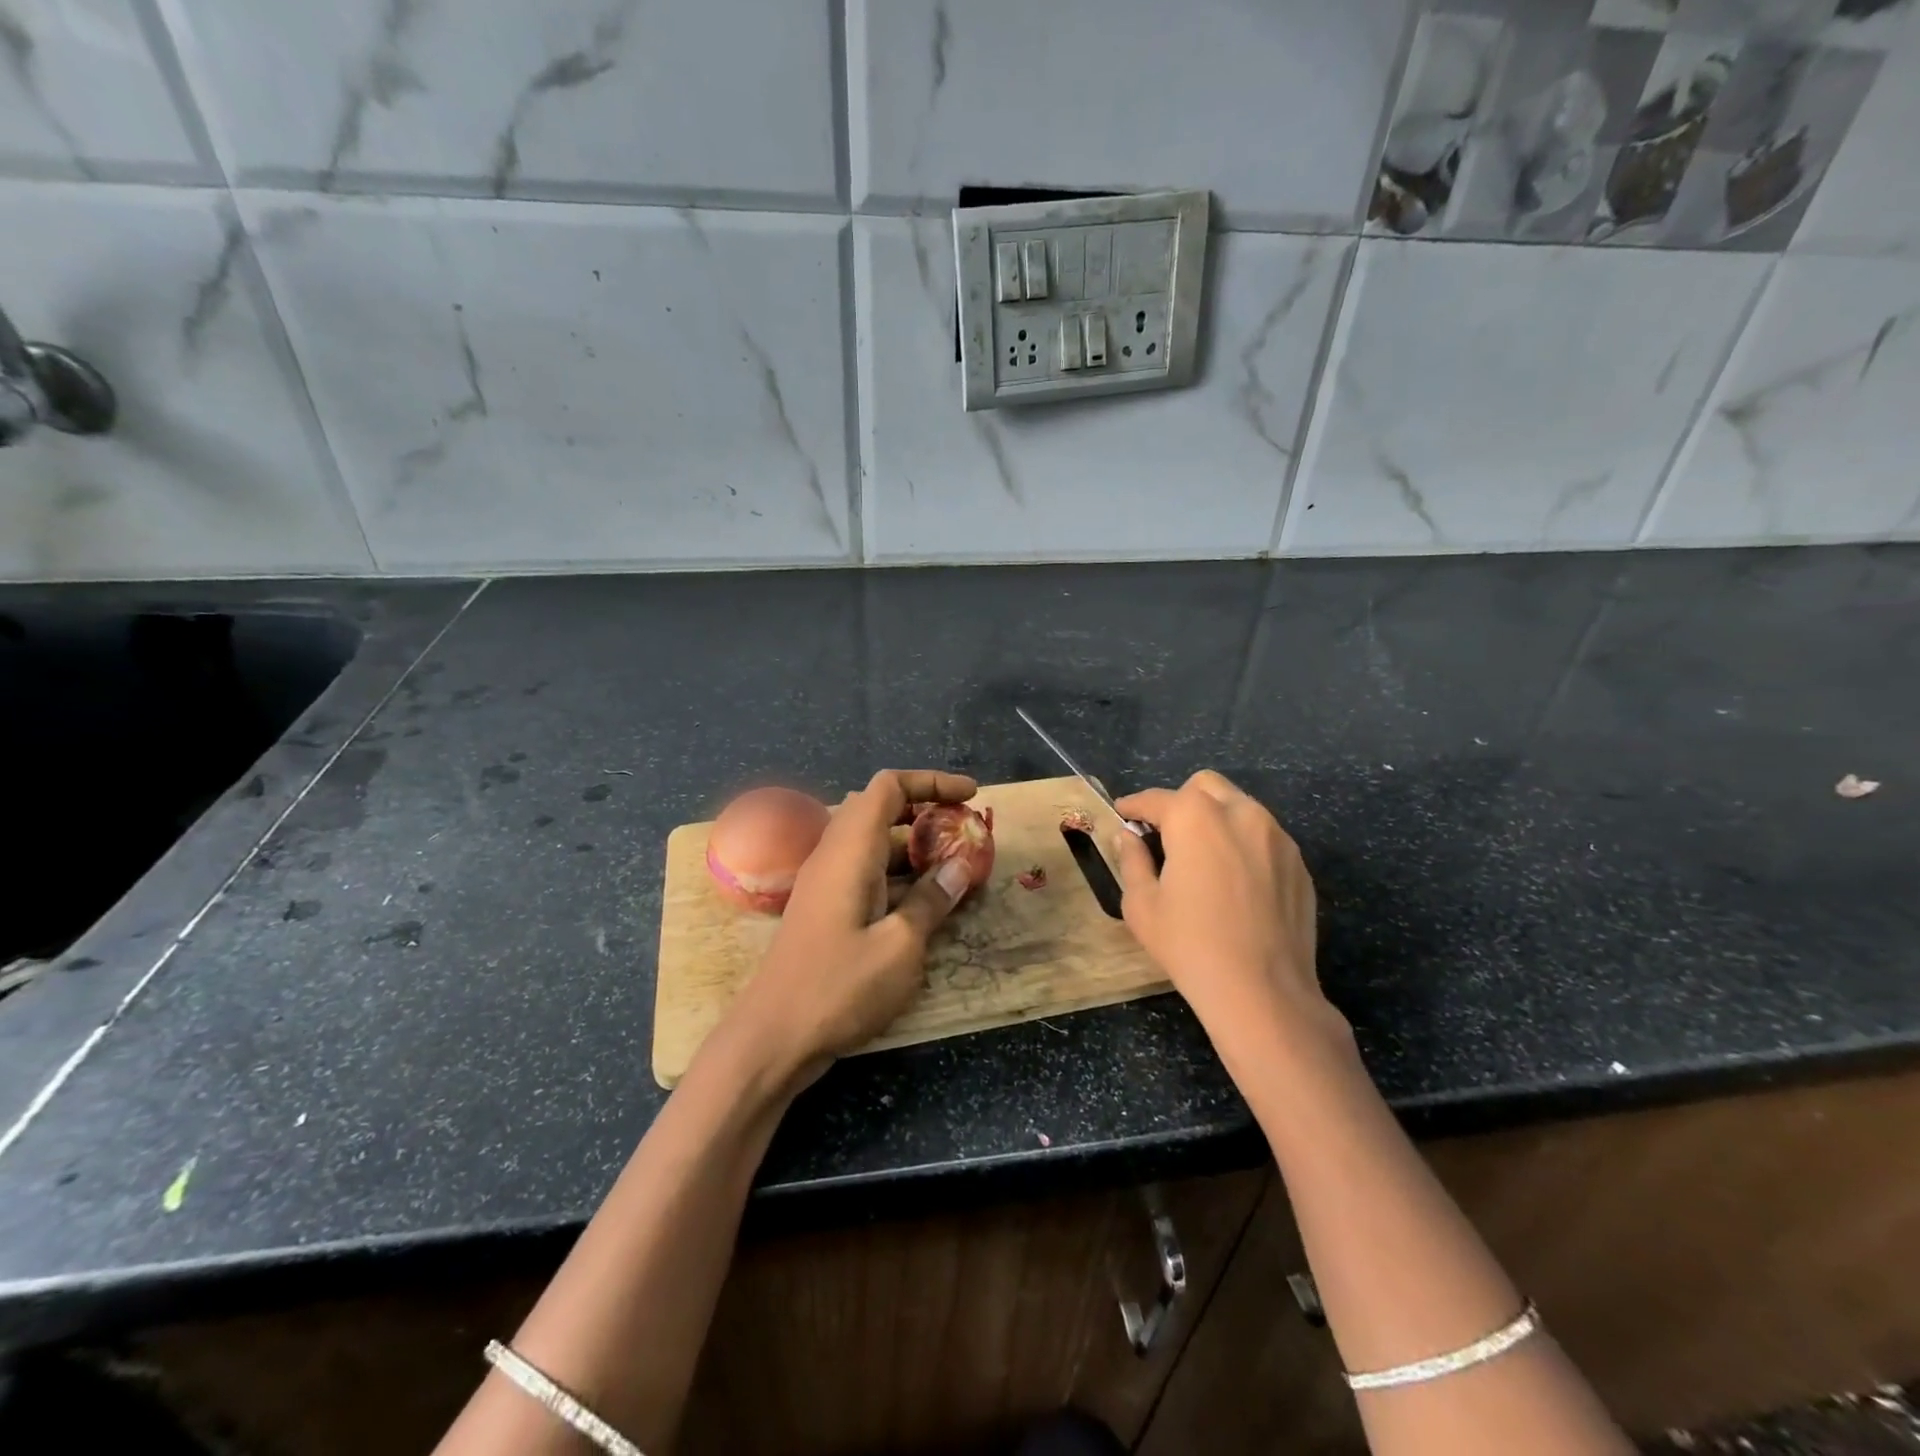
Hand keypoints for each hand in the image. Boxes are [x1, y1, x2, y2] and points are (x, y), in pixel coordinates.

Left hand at [721, 769, 976, 1086]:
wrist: (772, 1039)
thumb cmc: (838, 988)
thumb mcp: (900, 946)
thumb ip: (933, 900)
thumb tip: (961, 865)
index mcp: (850, 850)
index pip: (888, 787)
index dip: (931, 782)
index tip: (972, 796)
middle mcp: (835, 856)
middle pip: (882, 811)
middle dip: (928, 813)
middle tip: (967, 833)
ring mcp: (827, 884)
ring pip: (877, 845)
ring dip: (917, 848)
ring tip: (960, 868)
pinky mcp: (827, 910)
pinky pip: (869, 875)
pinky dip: (902, 876)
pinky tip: (929, 904)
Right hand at [1112, 770, 1330, 1044]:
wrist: (1263, 992)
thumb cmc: (1190, 945)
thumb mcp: (1142, 905)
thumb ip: (1132, 860)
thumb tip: (1128, 837)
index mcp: (1195, 818)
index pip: (1156, 799)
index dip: (1134, 806)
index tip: (1122, 814)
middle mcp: (1240, 813)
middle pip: (1204, 786)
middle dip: (1180, 802)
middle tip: (1166, 835)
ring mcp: (1277, 836)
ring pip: (1239, 806)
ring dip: (1215, 818)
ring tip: (1202, 857)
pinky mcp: (1299, 863)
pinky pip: (1264, 836)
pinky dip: (1243, 843)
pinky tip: (1235, 881)